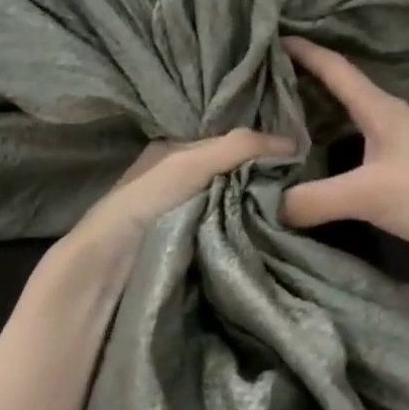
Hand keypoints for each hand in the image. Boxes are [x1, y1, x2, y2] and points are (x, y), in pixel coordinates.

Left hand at [53, 129, 293, 282]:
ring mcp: (185, 217)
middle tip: (301, 190)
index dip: (260, 150)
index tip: (298, 160)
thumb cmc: (145, 203)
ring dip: (257, 213)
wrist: (107, 267)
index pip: (229, 146)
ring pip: (234, 207)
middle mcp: (179, 182)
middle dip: (261, 184)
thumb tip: (295, 142)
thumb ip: (237, 147)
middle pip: (233, 178)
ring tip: (294, 215)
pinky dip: (246, 236)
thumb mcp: (190, 163)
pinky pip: (229, 235)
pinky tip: (269, 238)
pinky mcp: (191, 249)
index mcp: (174, 154)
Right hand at [280, 37, 408, 278]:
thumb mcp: (368, 195)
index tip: (272, 39)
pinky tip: (320, 166)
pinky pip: (359, 151)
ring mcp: (402, 147)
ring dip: (318, 120)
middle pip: (340, 92)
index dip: (304, 52)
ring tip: (282, 125)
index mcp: (380, 109)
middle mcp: (390, 120)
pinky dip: (334, 150)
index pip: (335, 68)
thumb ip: (314, 199)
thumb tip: (272, 205)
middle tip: (264, 86)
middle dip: (303, 85)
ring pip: (349, 123)